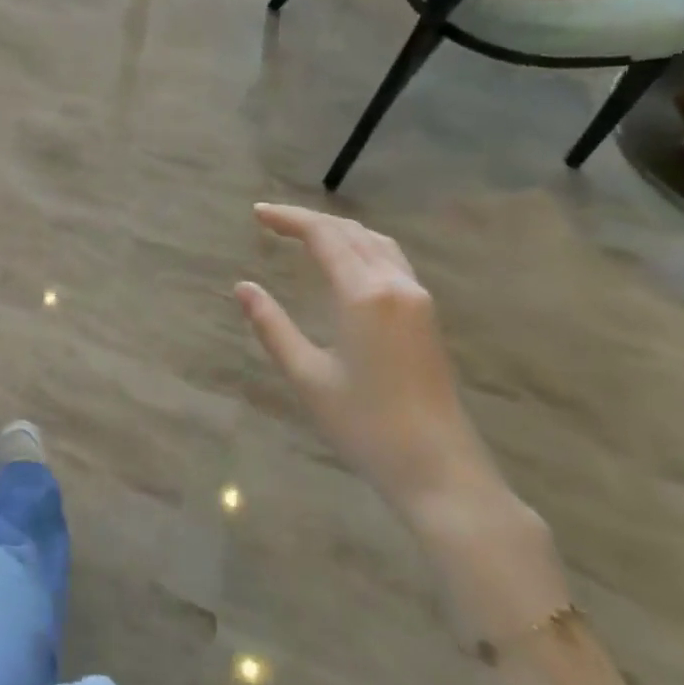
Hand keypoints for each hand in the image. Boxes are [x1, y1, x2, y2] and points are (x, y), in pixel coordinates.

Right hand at [237, 203, 496, 518]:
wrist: (440, 470)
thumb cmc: (365, 426)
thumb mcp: (307, 377)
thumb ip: (272, 326)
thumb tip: (243, 287)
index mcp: (363, 294)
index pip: (323, 235)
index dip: (289, 218)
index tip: (257, 214)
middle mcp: (395, 284)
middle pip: (350, 232)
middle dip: (309, 220)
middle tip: (271, 220)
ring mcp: (417, 298)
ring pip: (375, 242)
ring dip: (338, 230)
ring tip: (304, 234)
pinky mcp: (427, 315)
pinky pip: (391, 260)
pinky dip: (361, 246)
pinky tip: (346, 261)